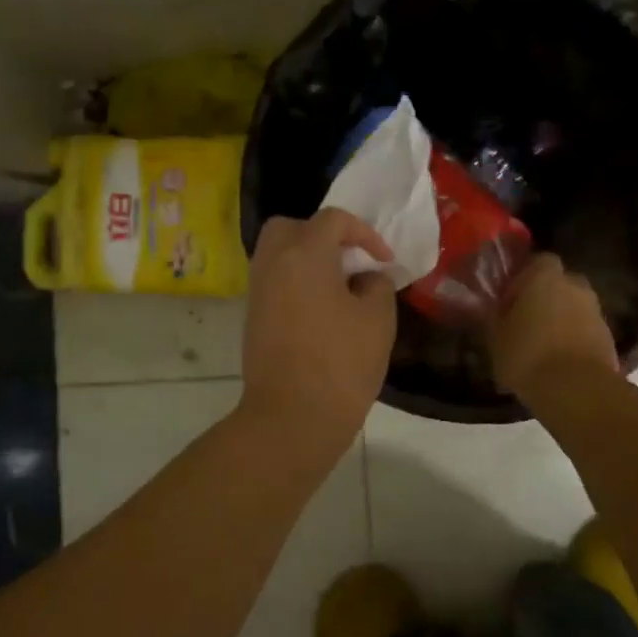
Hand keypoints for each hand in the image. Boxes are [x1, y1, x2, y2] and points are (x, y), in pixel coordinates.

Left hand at [239, 209, 397, 452]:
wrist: (291, 417)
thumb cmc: (340, 363)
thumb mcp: (377, 319)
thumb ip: (376, 285)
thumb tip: (365, 278)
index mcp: (304, 253)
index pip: (333, 219)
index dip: (364, 233)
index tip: (384, 261)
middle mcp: (273, 262)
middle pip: (291, 226)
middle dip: (322, 234)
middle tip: (349, 258)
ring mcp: (258, 290)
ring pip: (277, 253)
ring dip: (307, 257)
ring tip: (338, 284)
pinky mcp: (253, 316)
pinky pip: (273, 279)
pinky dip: (295, 280)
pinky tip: (321, 307)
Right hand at [488, 252, 619, 399]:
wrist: (576, 390)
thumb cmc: (527, 355)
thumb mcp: (495, 336)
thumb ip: (493, 315)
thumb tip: (489, 307)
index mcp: (544, 276)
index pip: (537, 260)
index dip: (523, 276)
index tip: (510, 297)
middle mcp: (574, 285)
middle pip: (559, 282)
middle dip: (546, 296)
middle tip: (527, 319)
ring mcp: (596, 310)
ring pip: (574, 306)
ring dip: (562, 318)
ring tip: (542, 344)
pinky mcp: (609, 337)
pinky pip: (586, 329)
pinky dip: (575, 338)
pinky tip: (559, 359)